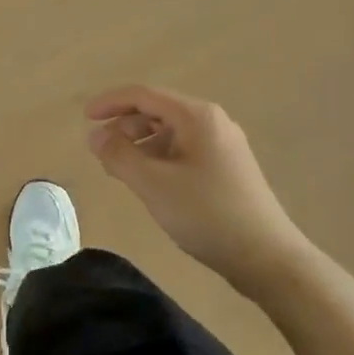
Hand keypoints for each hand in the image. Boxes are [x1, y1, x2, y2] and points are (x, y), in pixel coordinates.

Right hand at [85, 85, 306, 289]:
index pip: (143, 95)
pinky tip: (150, 181)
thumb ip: (119, 156)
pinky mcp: (228, 168)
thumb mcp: (153, 184)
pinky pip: (184, 149)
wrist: (269, 259)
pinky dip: (159, 157)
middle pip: (157, 110)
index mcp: (196, 116)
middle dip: (124, 125)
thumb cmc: (207, 214)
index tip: (85, 119)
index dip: (110, 103)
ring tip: (120, 168)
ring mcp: (224, 145)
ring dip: (140, 143)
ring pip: (171, 132)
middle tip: (100, 149)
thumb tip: (95, 136)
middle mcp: (212, 121)